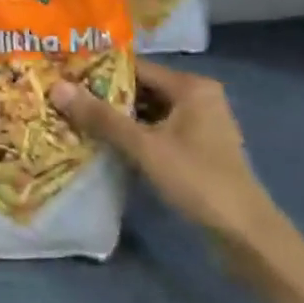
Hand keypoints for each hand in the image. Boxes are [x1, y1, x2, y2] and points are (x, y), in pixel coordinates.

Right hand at [51, 59, 274, 248]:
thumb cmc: (197, 180)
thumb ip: (102, 118)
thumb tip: (57, 88)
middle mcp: (198, 97)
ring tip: (77, 119)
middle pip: (143, 89)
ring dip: (119, 119)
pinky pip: (159, 131)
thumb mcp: (145, 147)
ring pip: (150, 112)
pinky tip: (106, 144)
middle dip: (106, 97)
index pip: (137, 68)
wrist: (245, 235)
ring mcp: (200, 125)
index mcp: (191, 86)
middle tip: (65, 99)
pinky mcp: (198, 149)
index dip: (100, 72)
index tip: (65, 76)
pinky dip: (136, 136)